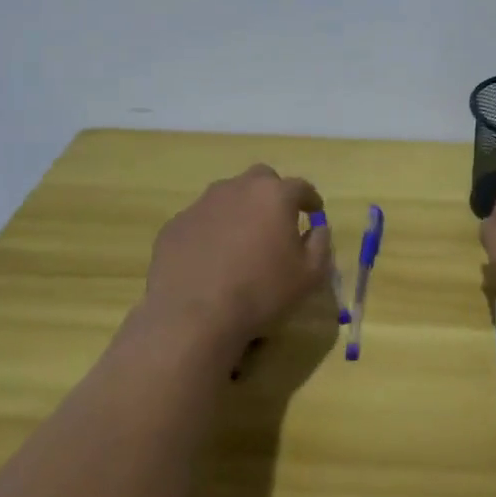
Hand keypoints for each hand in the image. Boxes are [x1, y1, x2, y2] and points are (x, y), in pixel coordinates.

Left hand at [138, 165, 332, 361]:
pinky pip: (201, 220)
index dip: (310, 200)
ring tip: (242, 241)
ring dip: (240, 210)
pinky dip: (212, 231)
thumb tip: (317, 228)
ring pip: (228, 196)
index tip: (314, 213)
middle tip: (276, 221)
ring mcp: (201, 204)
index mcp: (274, 195)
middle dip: (272, 194)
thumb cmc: (262, 292)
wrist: (193, 317)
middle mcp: (237, 189)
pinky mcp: (175, 225)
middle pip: (261, 179)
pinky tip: (212, 258)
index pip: (301, 187)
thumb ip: (320, 243)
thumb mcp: (310, 275)